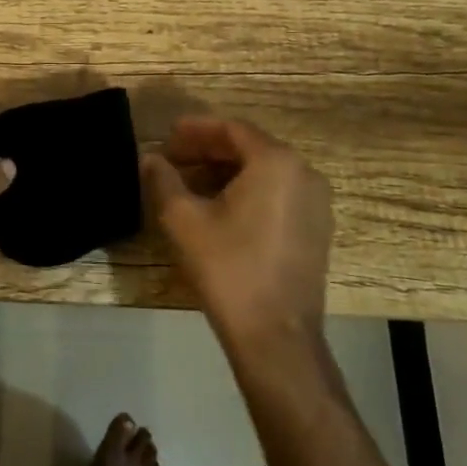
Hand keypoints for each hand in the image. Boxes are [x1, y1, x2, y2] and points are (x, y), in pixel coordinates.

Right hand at [141, 116, 332, 344]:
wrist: (276, 336)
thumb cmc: (228, 269)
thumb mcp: (183, 220)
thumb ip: (164, 180)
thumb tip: (150, 158)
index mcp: (276, 163)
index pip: (232, 129)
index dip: (195, 129)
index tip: (167, 136)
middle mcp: (304, 174)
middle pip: (250, 148)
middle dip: (208, 150)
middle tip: (173, 158)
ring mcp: (316, 203)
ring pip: (264, 172)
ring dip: (226, 171)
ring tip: (189, 182)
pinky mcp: (316, 229)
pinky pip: (278, 193)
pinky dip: (247, 190)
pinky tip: (218, 207)